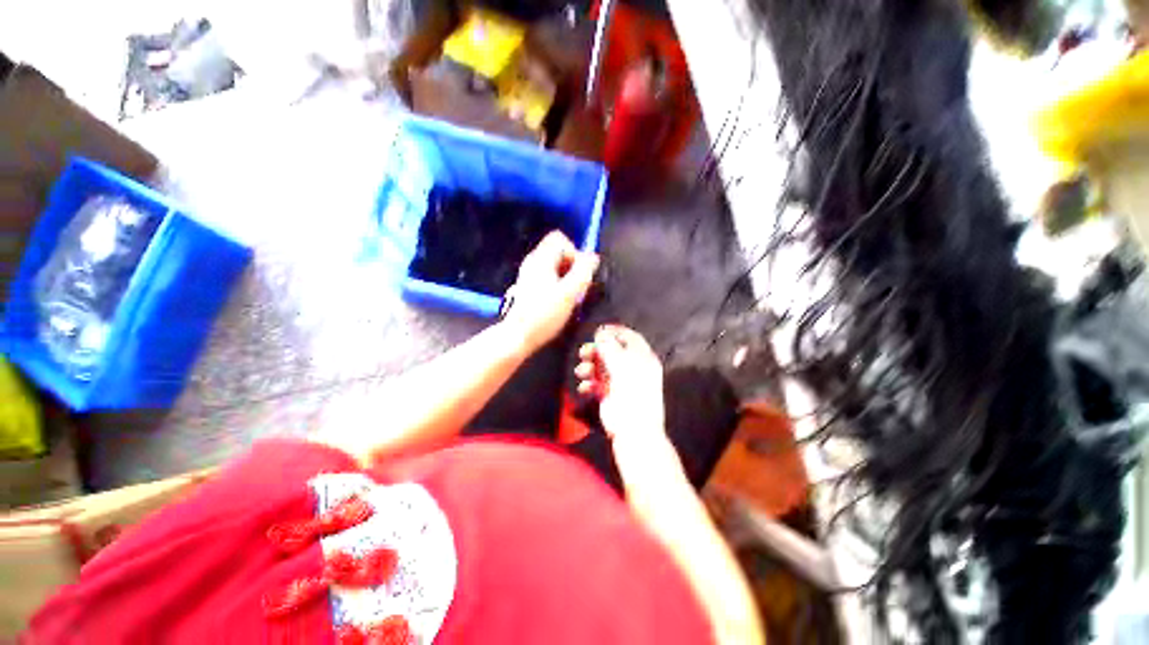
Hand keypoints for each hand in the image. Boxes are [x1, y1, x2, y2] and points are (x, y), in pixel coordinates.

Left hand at [502, 231, 598, 352]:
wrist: (518, 336)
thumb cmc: (544, 315)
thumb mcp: (569, 293)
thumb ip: (584, 272)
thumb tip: (593, 257)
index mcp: (541, 259)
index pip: (560, 239)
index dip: (574, 252)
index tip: (578, 274)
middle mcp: (532, 262)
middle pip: (557, 251)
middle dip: (571, 266)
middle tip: (575, 287)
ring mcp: (528, 274)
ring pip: (554, 265)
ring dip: (566, 276)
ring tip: (568, 296)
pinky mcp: (528, 287)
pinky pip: (547, 276)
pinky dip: (557, 284)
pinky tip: (558, 301)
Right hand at [574, 325, 664, 440]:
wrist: (633, 429)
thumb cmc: (632, 393)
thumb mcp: (621, 365)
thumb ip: (610, 347)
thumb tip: (601, 333)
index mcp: (643, 358)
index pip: (629, 337)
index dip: (614, 331)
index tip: (598, 331)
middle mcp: (633, 367)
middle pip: (612, 351)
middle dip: (596, 350)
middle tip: (584, 352)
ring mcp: (621, 381)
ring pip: (602, 366)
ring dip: (589, 367)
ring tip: (582, 371)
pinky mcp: (610, 394)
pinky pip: (597, 383)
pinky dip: (589, 383)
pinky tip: (585, 388)